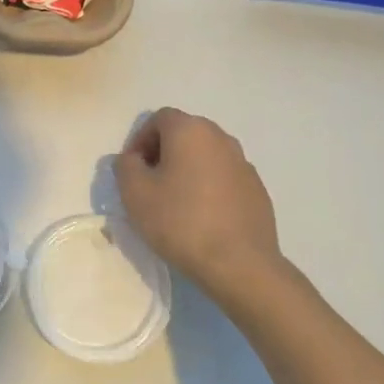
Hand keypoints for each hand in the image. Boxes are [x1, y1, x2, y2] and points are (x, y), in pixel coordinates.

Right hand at [115, 108, 281, 289]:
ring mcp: (243, 163)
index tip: (132, 169)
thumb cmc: (180, 221)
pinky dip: (208, 187)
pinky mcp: (257, 190)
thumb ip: (125, 166)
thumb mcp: (134, 193)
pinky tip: (201, 217)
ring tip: (175, 202)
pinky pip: (224, 177)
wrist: (239, 264)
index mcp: (190, 130)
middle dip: (163, 153)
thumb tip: (133, 159)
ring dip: (187, 169)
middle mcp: (221, 138)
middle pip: (184, 134)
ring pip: (205, 156)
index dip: (139, 140)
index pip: (158, 119)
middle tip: (149, 183)